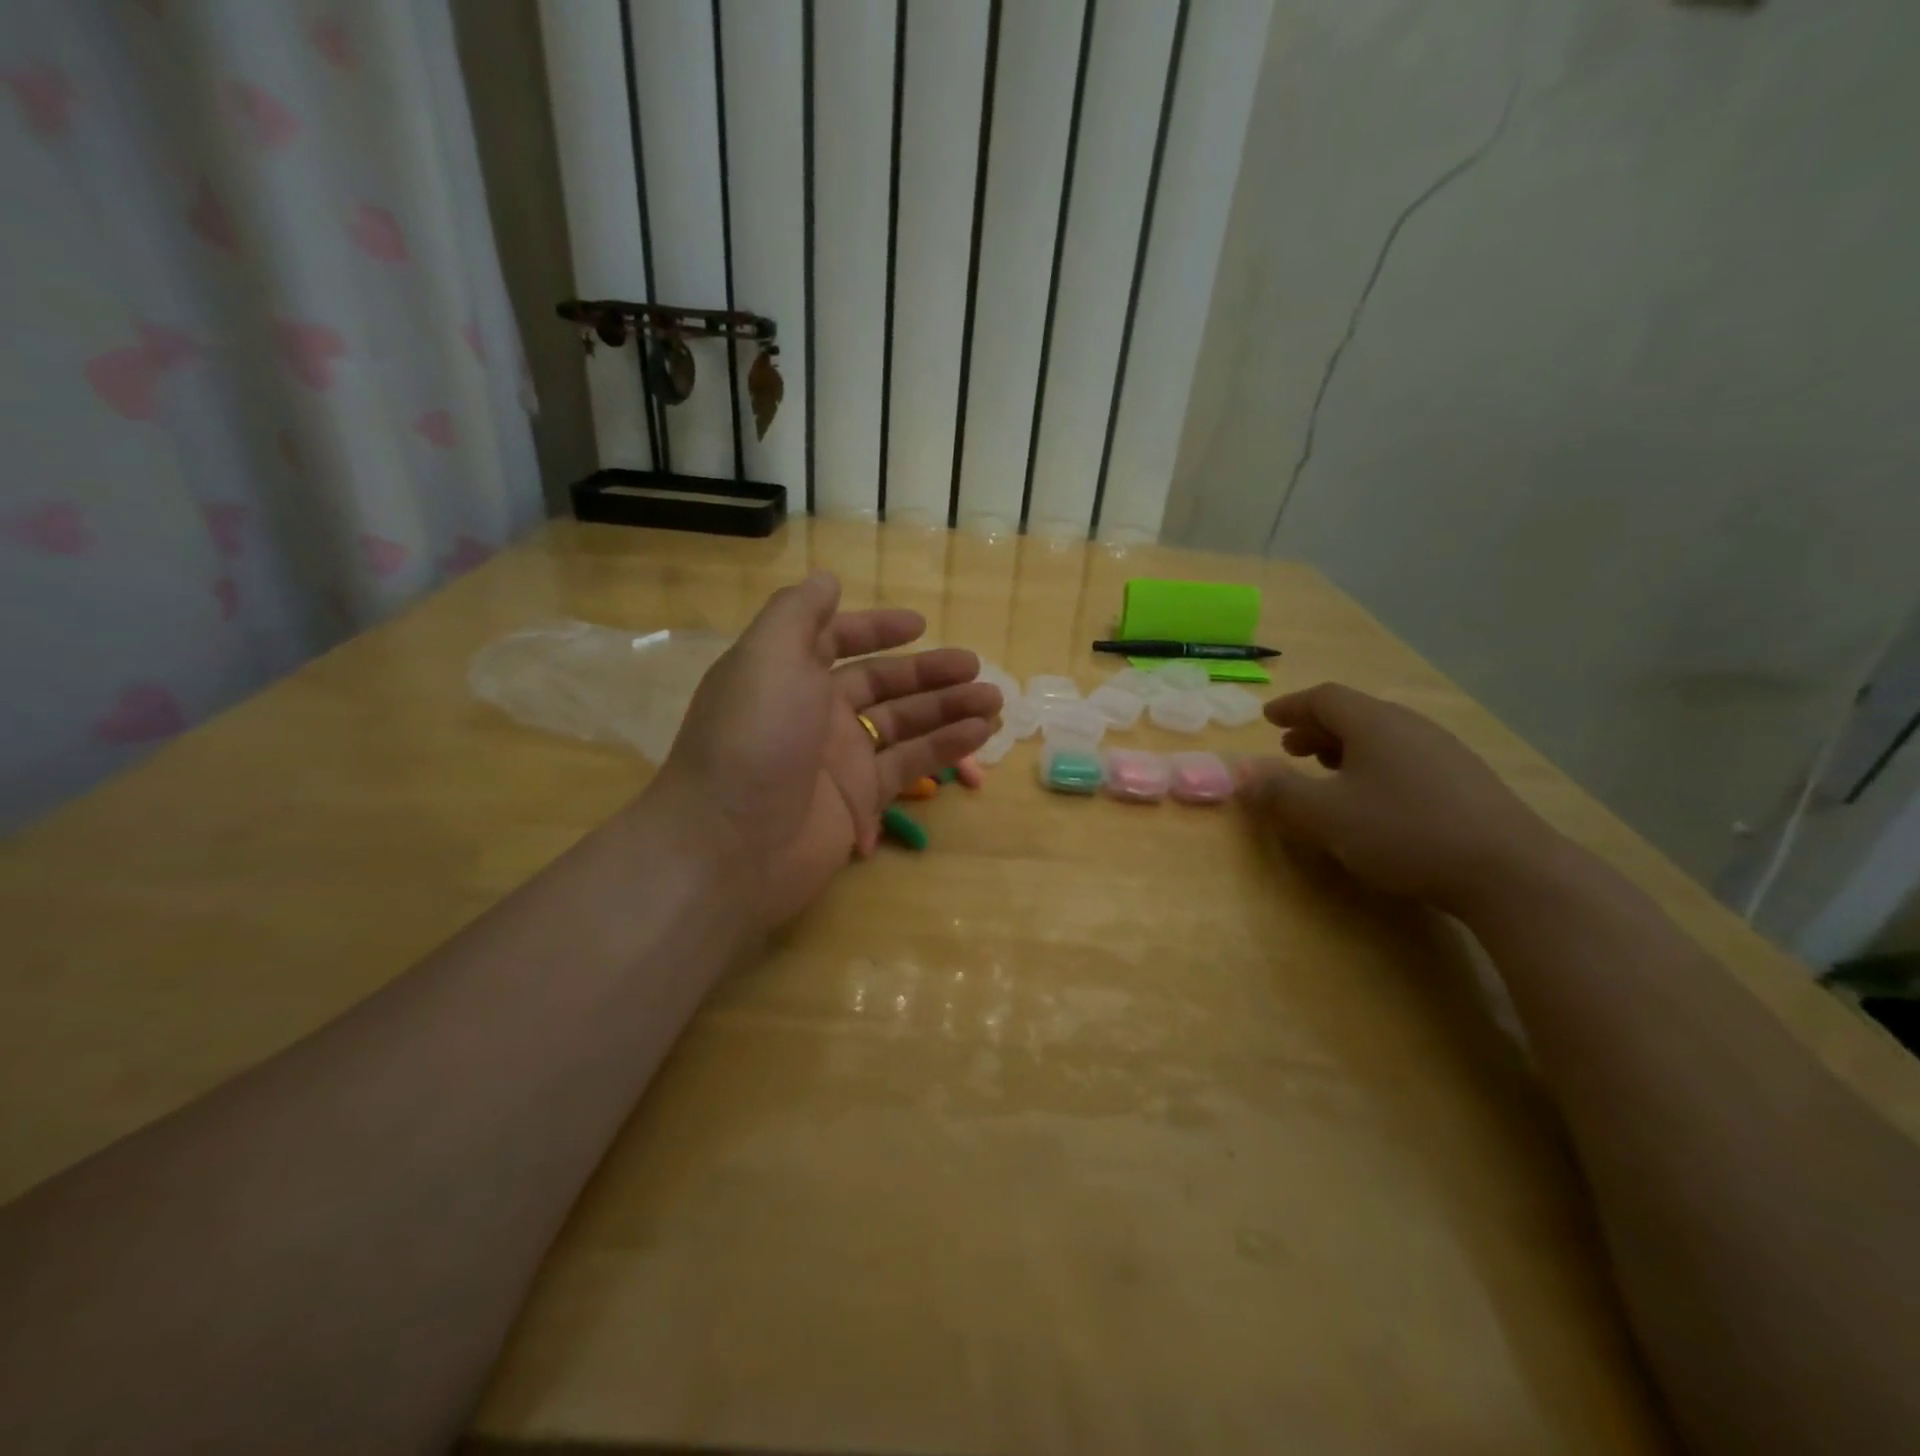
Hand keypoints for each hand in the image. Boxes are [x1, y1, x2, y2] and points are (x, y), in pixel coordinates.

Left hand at [647, 572, 999, 929]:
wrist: (731, 845)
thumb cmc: (754, 737)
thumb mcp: (768, 656)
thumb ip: (799, 613)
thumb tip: (826, 578)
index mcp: (789, 673)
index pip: (836, 641)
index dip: (875, 629)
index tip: (920, 624)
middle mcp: (815, 712)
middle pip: (882, 684)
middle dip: (928, 673)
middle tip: (976, 668)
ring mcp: (839, 758)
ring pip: (904, 724)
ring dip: (948, 709)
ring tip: (994, 700)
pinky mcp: (861, 799)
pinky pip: (910, 763)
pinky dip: (946, 747)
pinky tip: (981, 732)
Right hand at [1238, 682, 1559, 914]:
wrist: (1509, 871)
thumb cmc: (1403, 832)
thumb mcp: (1325, 815)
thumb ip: (1279, 792)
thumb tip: (1242, 773)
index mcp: (1374, 723)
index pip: (1325, 698)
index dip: (1292, 706)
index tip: (1268, 718)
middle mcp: (1410, 726)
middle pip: (1355, 714)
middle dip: (1316, 729)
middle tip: (1290, 748)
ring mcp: (1445, 752)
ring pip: (1382, 737)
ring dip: (1346, 748)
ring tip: (1327, 771)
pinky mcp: (1467, 781)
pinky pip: (1405, 757)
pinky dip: (1375, 765)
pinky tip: (1375, 798)